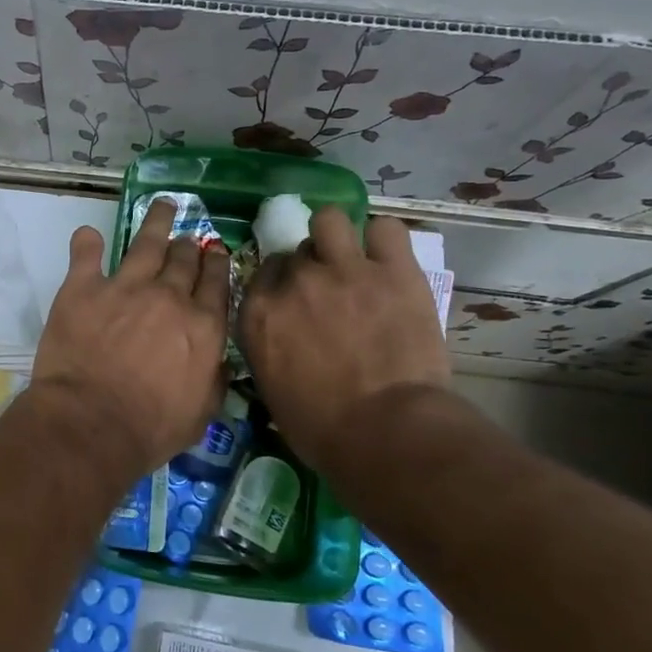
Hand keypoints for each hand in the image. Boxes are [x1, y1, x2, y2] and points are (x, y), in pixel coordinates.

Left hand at [30, 199, 231, 486]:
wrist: (91, 423)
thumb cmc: (150, 429)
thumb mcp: (200, 414)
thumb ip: (213, 380)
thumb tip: (218, 361)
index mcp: (202, 326)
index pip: (216, 282)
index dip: (216, 263)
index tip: (214, 252)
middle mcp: (169, 297)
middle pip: (184, 259)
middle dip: (188, 245)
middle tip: (186, 237)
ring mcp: (125, 287)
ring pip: (145, 242)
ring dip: (155, 222)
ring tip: (162, 205)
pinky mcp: (83, 288)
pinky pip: (86, 255)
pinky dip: (87, 243)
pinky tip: (88, 236)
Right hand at [237, 210, 450, 472]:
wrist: (387, 432)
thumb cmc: (322, 429)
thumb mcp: (271, 388)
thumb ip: (268, 347)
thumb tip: (281, 336)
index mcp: (259, 313)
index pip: (264, 273)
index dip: (281, 283)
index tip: (295, 300)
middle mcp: (294, 281)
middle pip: (296, 253)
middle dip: (311, 268)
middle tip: (333, 294)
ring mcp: (344, 269)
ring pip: (330, 219)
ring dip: (337, 236)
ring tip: (354, 259)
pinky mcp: (393, 270)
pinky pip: (386, 229)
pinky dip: (385, 241)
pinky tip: (389, 260)